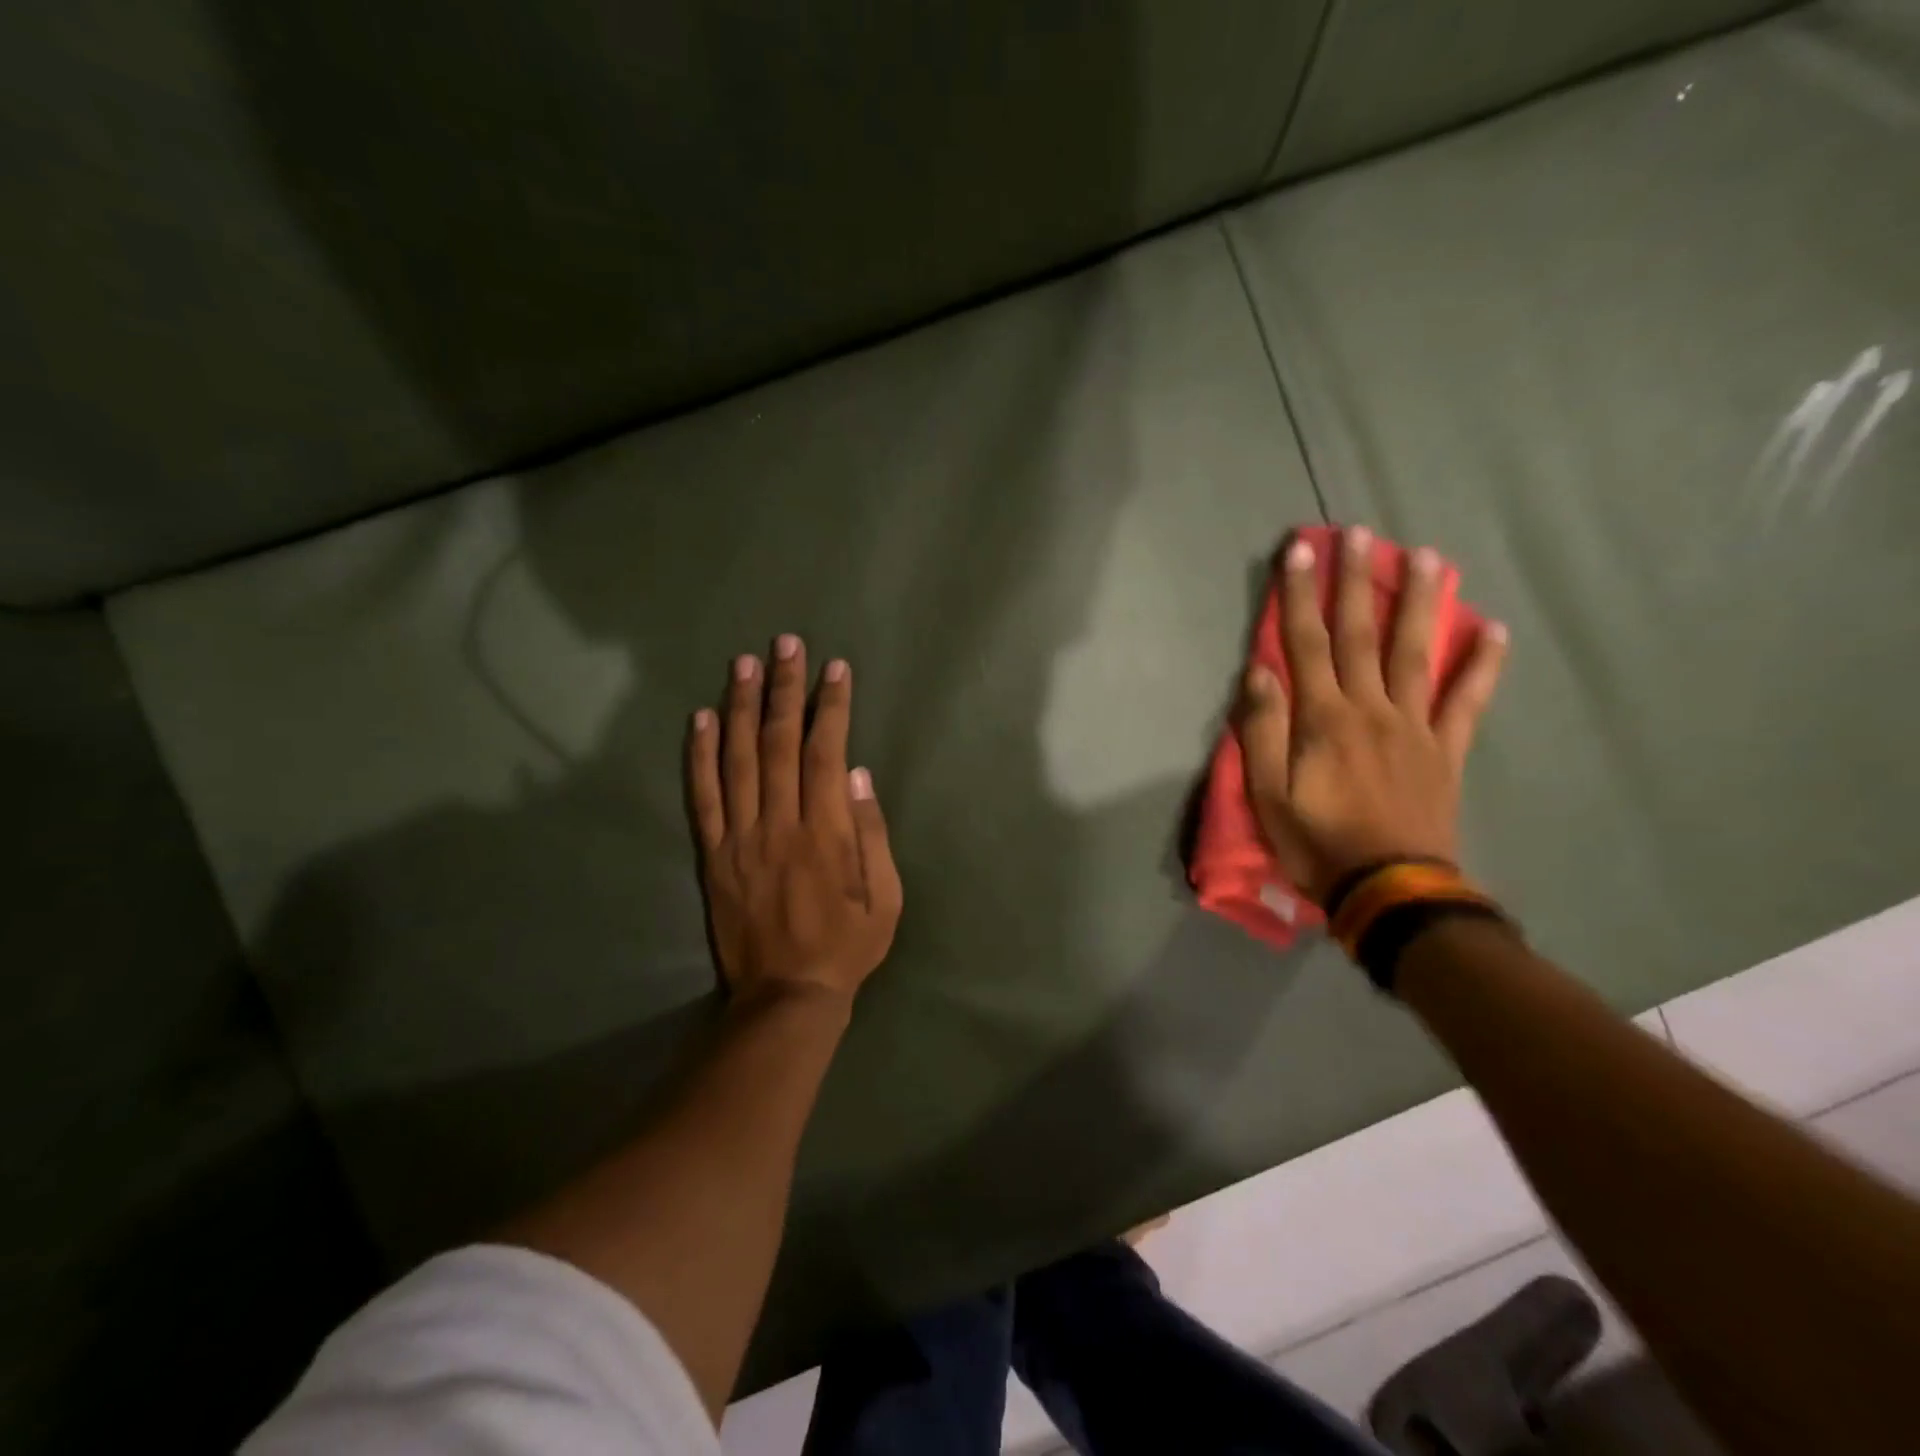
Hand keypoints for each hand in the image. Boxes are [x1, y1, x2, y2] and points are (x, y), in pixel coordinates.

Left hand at [688, 635, 902, 1008]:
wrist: (786, 996)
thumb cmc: (847, 946)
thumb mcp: (886, 898)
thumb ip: (873, 834)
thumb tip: (859, 776)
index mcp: (826, 833)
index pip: (825, 753)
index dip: (830, 707)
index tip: (834, 669)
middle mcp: (779, 824)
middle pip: (778, 743)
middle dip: (784, 689)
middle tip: (785, 644)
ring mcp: (740, 837)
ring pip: (737, 759)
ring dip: (740, 707)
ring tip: (743, 663)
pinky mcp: (714, 855)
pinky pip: (702, 798)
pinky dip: (699, 756)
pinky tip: (700, 719)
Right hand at [1239, 528, 1508, 903]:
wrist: (1390, 889)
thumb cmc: (1317, 841)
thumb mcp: (1268, 793)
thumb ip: (1263, 730)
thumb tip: (1259, 672)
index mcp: (1323, 718)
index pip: (1307, 643)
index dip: (1301, 594)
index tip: (1301, 550)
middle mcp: (1371, 708)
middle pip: (1361, 634)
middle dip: (1357, 581)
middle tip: (1361, 534)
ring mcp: (1414, 725)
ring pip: (1415, 652)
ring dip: (1419, 601)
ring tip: (1426, 556)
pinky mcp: (1444, 749)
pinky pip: (1467, 700)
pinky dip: (1482, 664)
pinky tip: (1494, 629)